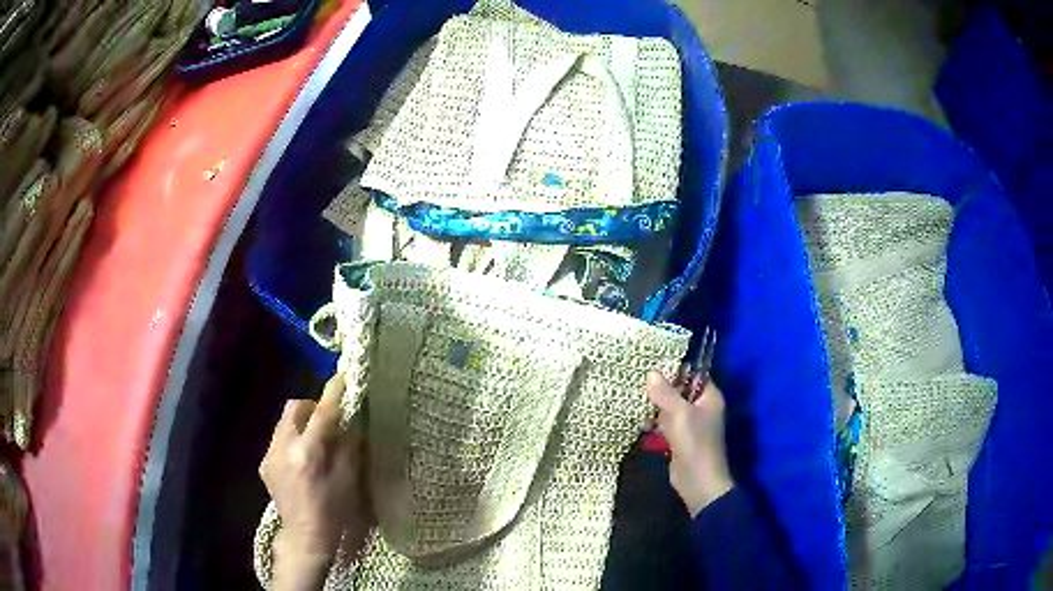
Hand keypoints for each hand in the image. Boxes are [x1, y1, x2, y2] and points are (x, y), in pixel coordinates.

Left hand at [260, 374, 372, 589]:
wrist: (304, 537)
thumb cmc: (333, 512)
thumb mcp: (348, 481)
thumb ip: (348, 447)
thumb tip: (350, 421)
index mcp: (307, 453)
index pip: (321, 413)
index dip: (333, 393)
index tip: (343, 377)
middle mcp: (283, 448)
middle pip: (294, 408)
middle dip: (312, 407)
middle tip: (328, 420)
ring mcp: (270, 455)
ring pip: (284, 422)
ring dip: (302, 423)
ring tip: (316, 441)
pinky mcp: (265, 463)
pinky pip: (279, 438)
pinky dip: (293, 438)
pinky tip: (303, 458)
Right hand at [647, 371, 733, 515]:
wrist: (697, 481)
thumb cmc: (695, 442)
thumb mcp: (679, 414)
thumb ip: (665, 393)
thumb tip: (651, 373)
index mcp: (709, 397)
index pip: (693, 375)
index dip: (675, 370)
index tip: (652, 365)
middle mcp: (701, 408)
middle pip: (679, 391)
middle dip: (660, 389)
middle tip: (637, 381)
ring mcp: (690, 424)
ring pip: (670, 408)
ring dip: (654, 406)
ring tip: (634, 399)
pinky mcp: (679, 439)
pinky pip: (665, 424)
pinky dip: (654, 422)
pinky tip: (639, 420)